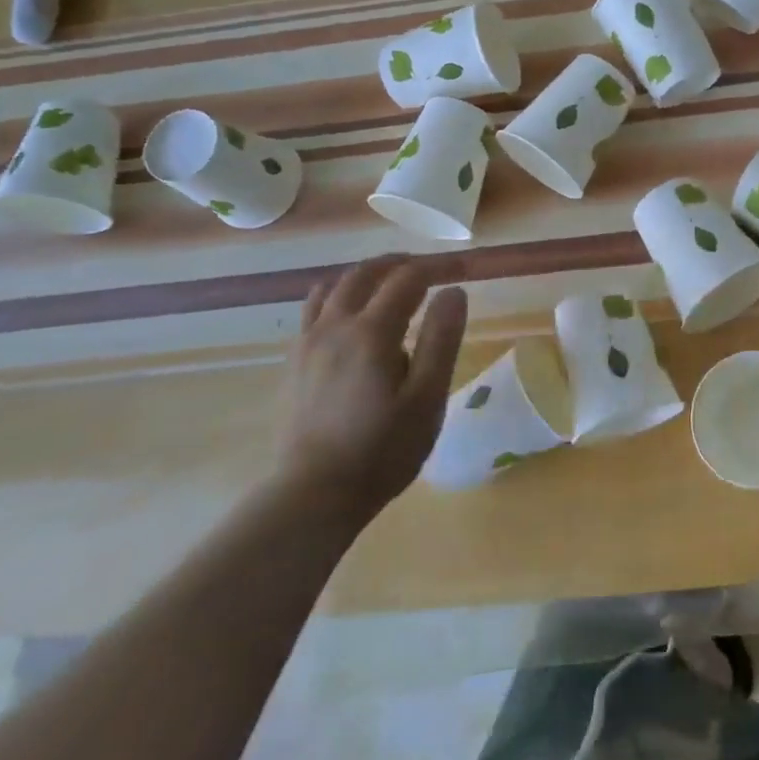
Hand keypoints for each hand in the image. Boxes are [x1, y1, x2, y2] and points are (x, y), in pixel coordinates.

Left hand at [273, 256, 467, 524]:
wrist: (312, 496)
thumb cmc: (382, 450)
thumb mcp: (427, 398)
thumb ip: (442, 340)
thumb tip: (453, 291)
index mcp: (371, 332)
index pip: (408, 279)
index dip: (438, 266)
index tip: (465, 267)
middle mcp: (335, 326)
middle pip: (365, 273)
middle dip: (401, 263)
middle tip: (430, 268)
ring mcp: (307, 344)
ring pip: (333, 287)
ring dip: (366, 275)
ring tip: (390, 284)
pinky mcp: (293, 363)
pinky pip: (314, 310)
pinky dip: (339, 296)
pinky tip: (352, 318)